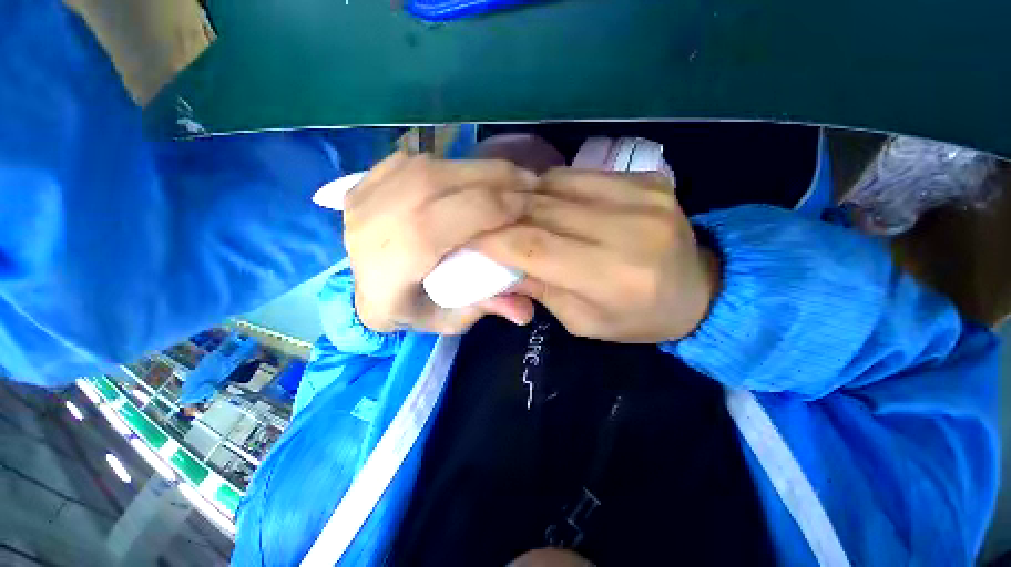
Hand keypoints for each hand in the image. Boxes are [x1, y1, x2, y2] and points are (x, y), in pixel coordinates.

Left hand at [344, 152, 537, 333]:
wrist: (361, 293)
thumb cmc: (405, 311)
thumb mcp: (446, 320)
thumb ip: (485, 308)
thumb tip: (527, 312)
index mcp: (391, 265)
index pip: (445, 220)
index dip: (492, 207)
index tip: (527, 207)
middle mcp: (372, 224)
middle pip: (437, 183)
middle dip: (493, 178)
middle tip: (528, 182)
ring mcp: (363, 198)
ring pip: (429, 166)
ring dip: (475, 168)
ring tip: (506, 177)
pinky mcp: (364, 183)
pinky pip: (414, 161)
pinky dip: (449, 165)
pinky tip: (468, 177)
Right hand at [474, 169, 719, 342]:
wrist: (700, 291)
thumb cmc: (636, 318)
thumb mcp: (581, 321)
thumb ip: (538, 289)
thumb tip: (496, 263)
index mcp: (612, 278)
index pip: (533, 247)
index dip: (493, 239)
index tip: (467, 238)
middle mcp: (629, 230)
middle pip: (543, 211)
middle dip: (503, 215)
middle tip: (480, 221)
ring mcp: (643, 195)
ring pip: (557, 183)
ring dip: (525, 197)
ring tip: (510, 210)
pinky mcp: (648, 178)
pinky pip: (581, 174)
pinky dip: (553, 186)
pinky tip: (545, 200)